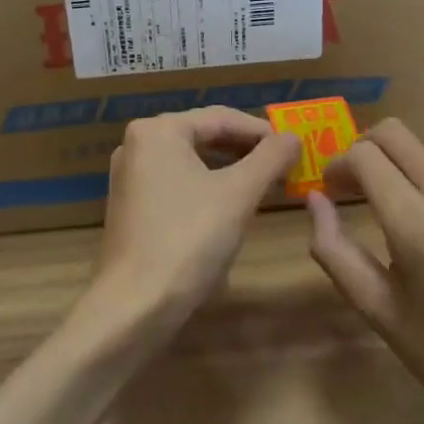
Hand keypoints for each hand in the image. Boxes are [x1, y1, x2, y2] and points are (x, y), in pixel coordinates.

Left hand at [83, 108, 299, 341]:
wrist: (135, 305)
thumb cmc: (189, 239)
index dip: (262, 131)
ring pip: (191, 161)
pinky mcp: (130, 207)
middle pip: (204, 136)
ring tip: (262, 184)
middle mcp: (137, 145)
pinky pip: (176, 184)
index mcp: (158, 130)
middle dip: (245, 150)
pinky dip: (205, 188)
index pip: (221, 117)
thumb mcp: (239, 194)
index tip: (294, 148)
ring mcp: (129, 177)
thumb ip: (270, 158)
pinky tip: (228, 208)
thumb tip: (292, 137)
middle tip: (282, 165)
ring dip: (228, 169)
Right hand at [307, 119, 423, 423]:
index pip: (365, 155)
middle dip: (367, 150)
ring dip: (410, 184)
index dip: (339, 164)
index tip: (334, 190)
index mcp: (417, 225)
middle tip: (358, 187)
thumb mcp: (377, 308)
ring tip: (416, 235)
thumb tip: (315, 198)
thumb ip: (334, 248)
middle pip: (397, 135)